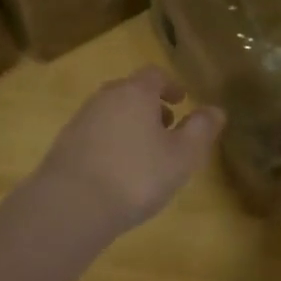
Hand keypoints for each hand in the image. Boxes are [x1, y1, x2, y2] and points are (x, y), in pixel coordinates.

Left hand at [34, 67, 223, 233]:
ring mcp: (80, 120)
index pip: (154, 75)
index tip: (181, 101)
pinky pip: (95, 134)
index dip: (171, 86)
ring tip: (144, 153)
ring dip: (130, 124)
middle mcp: (104, 98)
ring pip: (111, 112)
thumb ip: (201, 130)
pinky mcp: (64, 145)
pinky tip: (117, 171)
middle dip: (150, 106)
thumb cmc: (136, 176)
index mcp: (135, 93)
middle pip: (130, 91)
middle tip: (167, 127)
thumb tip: (216, 110)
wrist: (70, 206)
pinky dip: (111, 142)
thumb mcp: (182, 156)